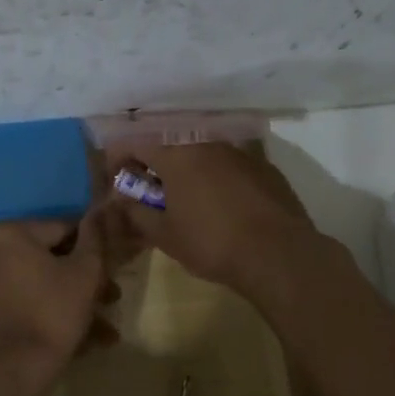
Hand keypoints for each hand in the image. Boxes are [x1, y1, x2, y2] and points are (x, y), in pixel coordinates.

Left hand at [0, 213, 116, 377]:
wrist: (9, 371)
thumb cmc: (51, 313)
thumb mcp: (85, 273)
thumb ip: (94, 238)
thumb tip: (99, 211)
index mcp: (11, 232)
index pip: (64, 229)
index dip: (94, 248)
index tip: (114, 268)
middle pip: (51, 258)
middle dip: (86, 281)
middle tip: (112, 300)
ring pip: (41, 284)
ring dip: (74, 303)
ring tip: (105, 331)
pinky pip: (26, 302)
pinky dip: (51, 315)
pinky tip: (83, 341)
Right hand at [105, 144, 317, 300]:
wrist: (278, 254)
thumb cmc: (211, 243)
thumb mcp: (164, 235)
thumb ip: (136, 212)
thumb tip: (122, 200)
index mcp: (176, 153)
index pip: (134, 141)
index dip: (118, 158)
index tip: (117, 181)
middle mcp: (206, 142)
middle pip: (168, 143)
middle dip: (152, 163)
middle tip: (148, 191)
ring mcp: (238, 151)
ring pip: (200, 151)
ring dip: (185, 168)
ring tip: (184, 197)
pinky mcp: (263, 166)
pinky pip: (227, 163)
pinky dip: (214, 175)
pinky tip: (220, 203)